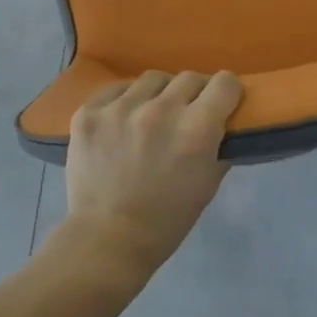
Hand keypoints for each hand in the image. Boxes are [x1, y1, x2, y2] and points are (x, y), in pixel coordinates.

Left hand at [62, 70, 243, 278]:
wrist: (108, 239)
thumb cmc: (167, 219)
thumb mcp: (208, 184)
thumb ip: (219, 144)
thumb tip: (223, 118)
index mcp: (196, 129)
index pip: (224, 83)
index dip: (226, 93)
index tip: (221, 102)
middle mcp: (160, 110)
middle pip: (189, 77)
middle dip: (194, 93)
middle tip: (187, 113)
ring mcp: (120, 108)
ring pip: (152, 80)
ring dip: (159, 94)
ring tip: (152, 115)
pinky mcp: (90, 112)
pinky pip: (116, 90)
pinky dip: (125, 101)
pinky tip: (122, 122)